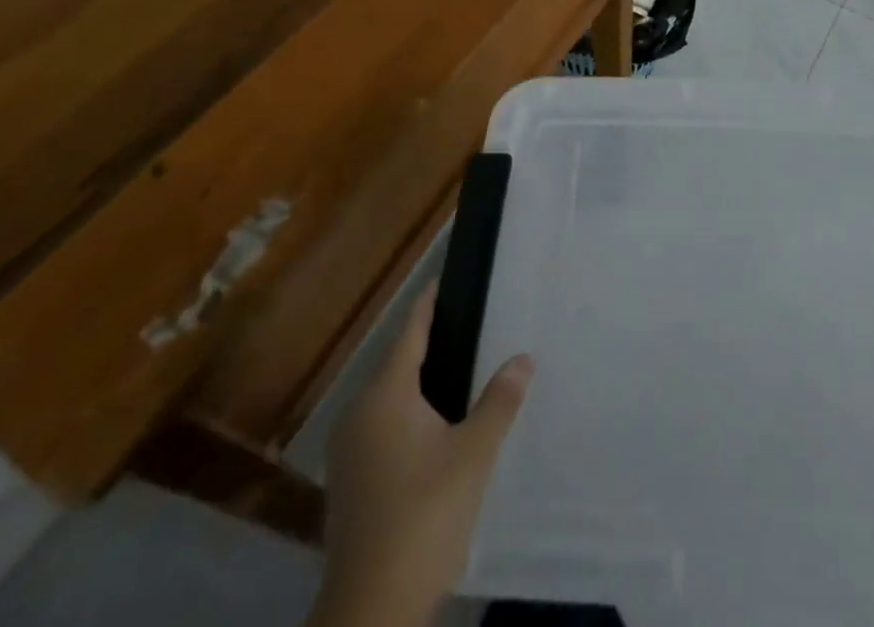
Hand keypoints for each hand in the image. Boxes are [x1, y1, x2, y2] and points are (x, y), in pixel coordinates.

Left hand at [311, 282, 533, 626]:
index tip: (447, 279)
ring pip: (390, 397)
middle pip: (398, 362)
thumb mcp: (473, 455)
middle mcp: (360, 413)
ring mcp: (350, 450)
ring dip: (422, 381)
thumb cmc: (424, 516)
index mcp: (385, 395)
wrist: (370, 611)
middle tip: (473, 324)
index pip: (410, 332)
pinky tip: (438, 425)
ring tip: (463, 369)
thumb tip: (523, 357)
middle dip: (432, 342)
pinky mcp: (351, 481)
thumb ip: (499, 401)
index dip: (429, 304)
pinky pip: (384, 425)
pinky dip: (410, 412)